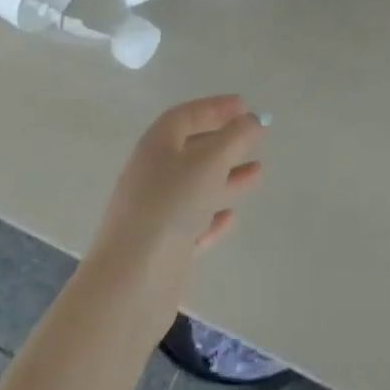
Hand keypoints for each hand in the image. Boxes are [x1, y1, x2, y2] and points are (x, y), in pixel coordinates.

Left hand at [82, 95, 264, 335]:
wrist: (131, 283)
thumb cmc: (170, 207)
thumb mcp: (210, 162)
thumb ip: (235, 137)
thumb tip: (254, 120)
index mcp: (157, 145)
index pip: (187, 115)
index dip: (215, 107)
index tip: (245, 106)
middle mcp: (153, 174)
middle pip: (192, 149)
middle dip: (224, 141)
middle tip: (256, 136)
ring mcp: (156, 212)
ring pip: (196, 186)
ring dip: (226, 176)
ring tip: (258, 171)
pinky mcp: (163, 247)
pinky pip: (193, 222)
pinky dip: (213, 215)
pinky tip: (231, 215)